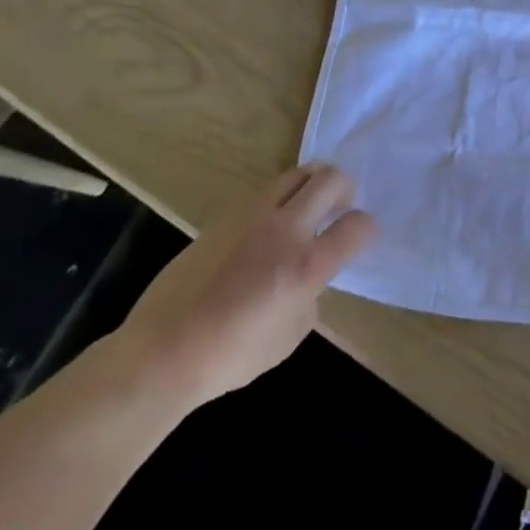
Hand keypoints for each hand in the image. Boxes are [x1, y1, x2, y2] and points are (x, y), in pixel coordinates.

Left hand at [116, 164, 374, 410]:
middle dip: (345, 187)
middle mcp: (284, 230)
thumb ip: (310, 296)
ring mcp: (251, 218)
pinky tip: (265, 230)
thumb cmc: (232, 356)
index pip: (357, 225)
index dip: (366, 228)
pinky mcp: (224, 218)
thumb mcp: (291, 335)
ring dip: (310, 185)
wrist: (164, 351)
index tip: (360, 237)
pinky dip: (278, 201)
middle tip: (339, 207)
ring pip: (295, 174)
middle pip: (330, 179)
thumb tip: (308, 280)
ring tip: (305, 209)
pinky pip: (263, 194)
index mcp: (307, 264)